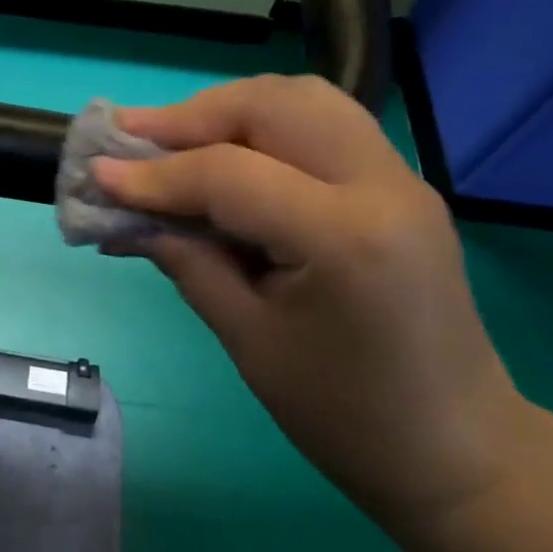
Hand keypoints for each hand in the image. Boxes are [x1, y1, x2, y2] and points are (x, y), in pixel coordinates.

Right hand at [94, 75, 523, 527]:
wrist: (457, 452)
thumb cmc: (344, 417)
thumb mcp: (248, 340)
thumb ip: (186, 261)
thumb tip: (124, 215)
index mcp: (343, 237)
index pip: (228, 175)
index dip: (153, 174)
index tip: (95, 173)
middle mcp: (381, 185)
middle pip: (271, 106)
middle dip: (190, 116)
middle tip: (131, 141)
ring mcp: (401, 178)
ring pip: (303, 99)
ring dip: (229, 110)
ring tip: (174, 142)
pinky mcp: (401, 185)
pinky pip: (324, 125)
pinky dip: (265, 126)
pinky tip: (227, 157)